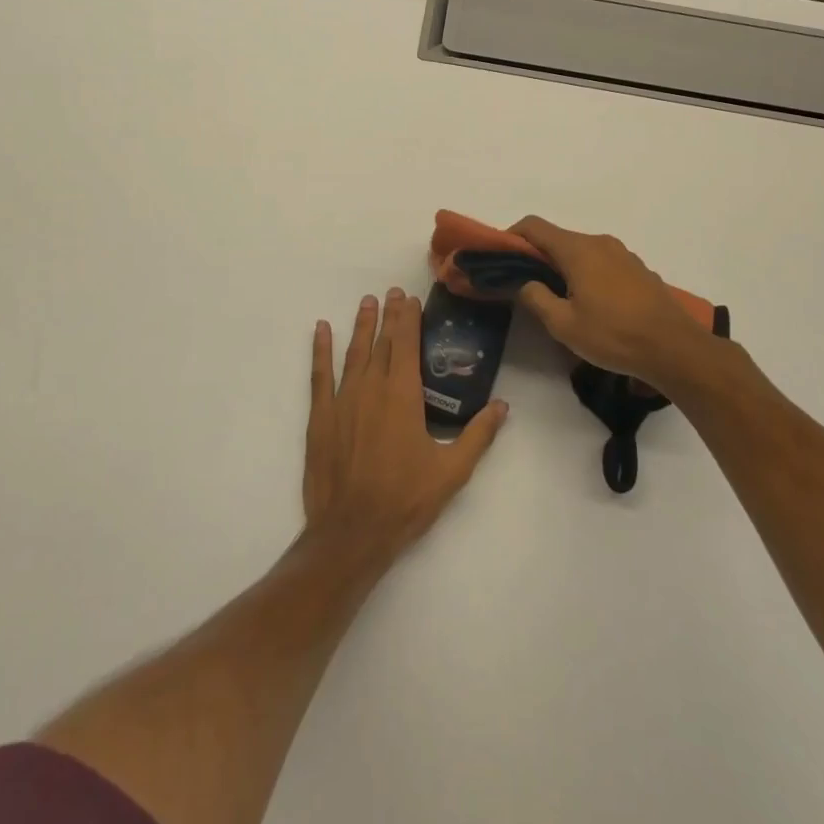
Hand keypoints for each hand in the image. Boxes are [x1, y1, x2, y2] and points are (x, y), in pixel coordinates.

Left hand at [302, 288, 506, 564]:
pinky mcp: (321, 416)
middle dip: (388, 315)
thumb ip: (479, 435)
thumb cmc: (406, 501)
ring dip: (361, 325)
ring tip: (366, 302)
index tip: (410, 299)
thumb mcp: (452, 471)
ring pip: (353, 352)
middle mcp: (372, 388)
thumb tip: (503, 405)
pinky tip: (321, 329)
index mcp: (403, 396)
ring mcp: (343, 400)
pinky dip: (320, 349)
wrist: (352, 532)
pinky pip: (319, 374)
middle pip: (382, 342)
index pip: (407, 345)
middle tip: (391, 292)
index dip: (409, 319)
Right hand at [509, 216, 729, 396]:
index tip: (501, 259)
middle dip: (537, 256)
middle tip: (525, 285)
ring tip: (558, 298)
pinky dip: (586, 273)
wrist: (675, 349)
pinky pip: (601, 262)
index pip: (534, 227)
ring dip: (563, 267)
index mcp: (578, 250)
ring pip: (580, 251)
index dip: (512, 237)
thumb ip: (536, 298)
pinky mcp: (638, 269)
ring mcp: (622, 254)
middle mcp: (599, 242)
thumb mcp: (564, 325)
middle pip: (557, 238)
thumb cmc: (614, 336)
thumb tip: (526, 283)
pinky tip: (590, 303)